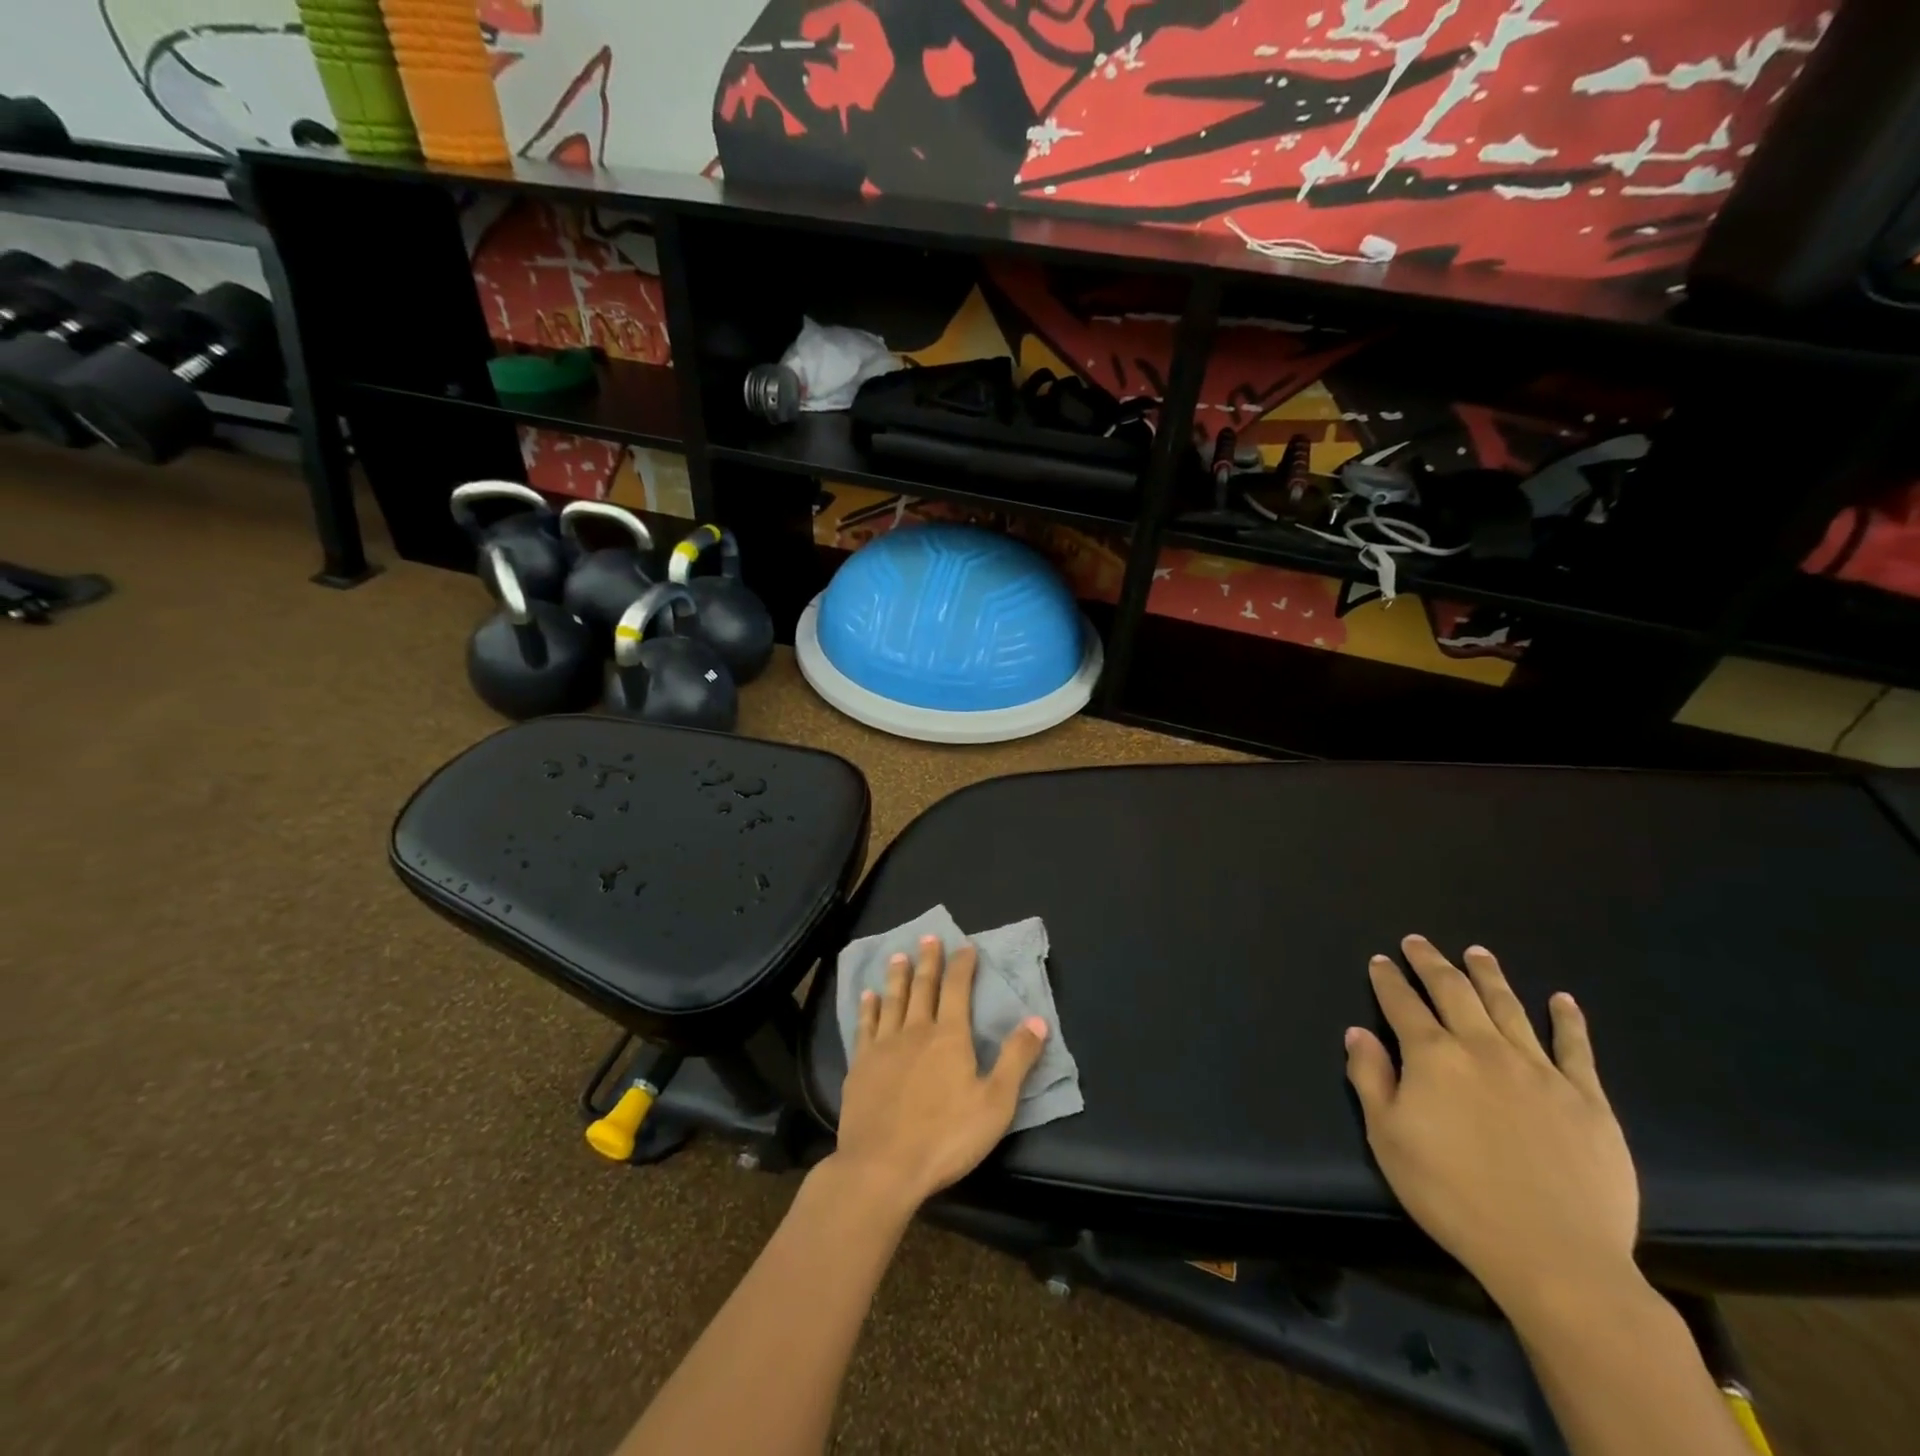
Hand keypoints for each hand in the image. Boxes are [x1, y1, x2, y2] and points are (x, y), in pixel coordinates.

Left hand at [831, 936, 1048, 1210]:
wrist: (882, 1166)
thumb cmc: (945, 1137)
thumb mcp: (995, 1103)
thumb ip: (1016, 1059)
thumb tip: (1037, 1019)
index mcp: (949, 1037)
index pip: (958, 989)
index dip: (962, 965)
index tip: (965, 945)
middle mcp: (915, 1031)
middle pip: (923, 987)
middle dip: (928, 961)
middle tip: (928, 937)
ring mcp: (883, 1047)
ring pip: (892, 1001)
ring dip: (897, 977)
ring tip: (898, 956)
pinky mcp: (860, 1066)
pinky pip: (864, 1027)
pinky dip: (868, 1008)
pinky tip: (867, 997)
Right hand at [1344, 936, 1640, 1316]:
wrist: (1553, 1255)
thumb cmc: (1453, 1196)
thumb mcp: (1388, 1139)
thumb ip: (1370, 1078)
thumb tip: (1358, 1032)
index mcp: (1433, 1057)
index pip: (1403, 1004)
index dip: (1388, 980)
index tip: (1380, 961)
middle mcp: (1483, 1049)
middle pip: (1454, 991)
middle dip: (1431, 962)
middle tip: (1418, 942)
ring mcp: (1539, 1070)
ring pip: (1508, 1007)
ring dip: (1489, 976)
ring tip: (1477, 952)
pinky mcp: (1587, 1099)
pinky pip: (1575, 1048)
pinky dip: (1568, 1020)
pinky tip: (1562, 999)